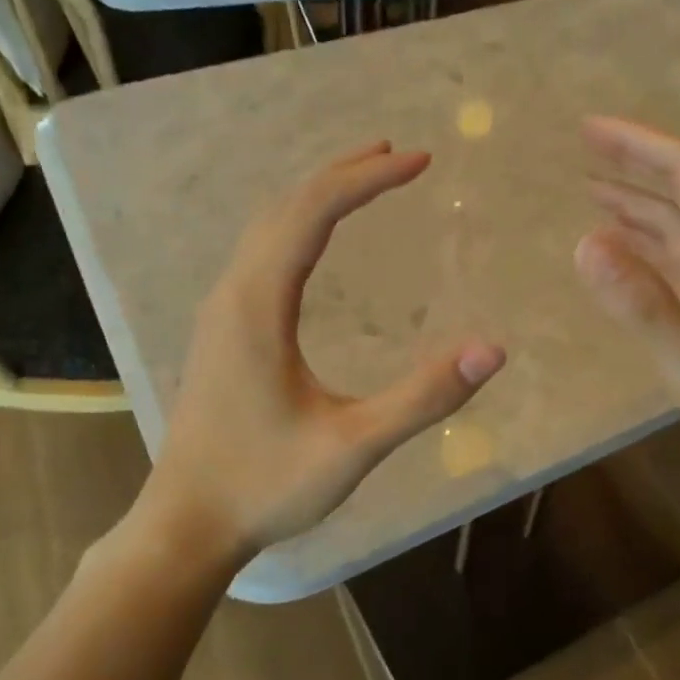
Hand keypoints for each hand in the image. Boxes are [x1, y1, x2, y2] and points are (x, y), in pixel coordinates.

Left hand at [137, 143, 506, 563]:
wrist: (188, 524)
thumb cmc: (266, 486)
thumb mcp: (354, 447)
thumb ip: (423, 398)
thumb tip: (491, 350)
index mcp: (258, 307)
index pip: (313, 213)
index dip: (368, 180)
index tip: (420, 162)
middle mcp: (233, 294)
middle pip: (286, 207)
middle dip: (343, 174)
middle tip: (398, 155)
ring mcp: (221, 312)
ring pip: (267, 228)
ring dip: (315, 195)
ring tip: (363, 179)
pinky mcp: (222, 332)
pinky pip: (259, 254)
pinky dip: (296, 226)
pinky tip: (315, 243)